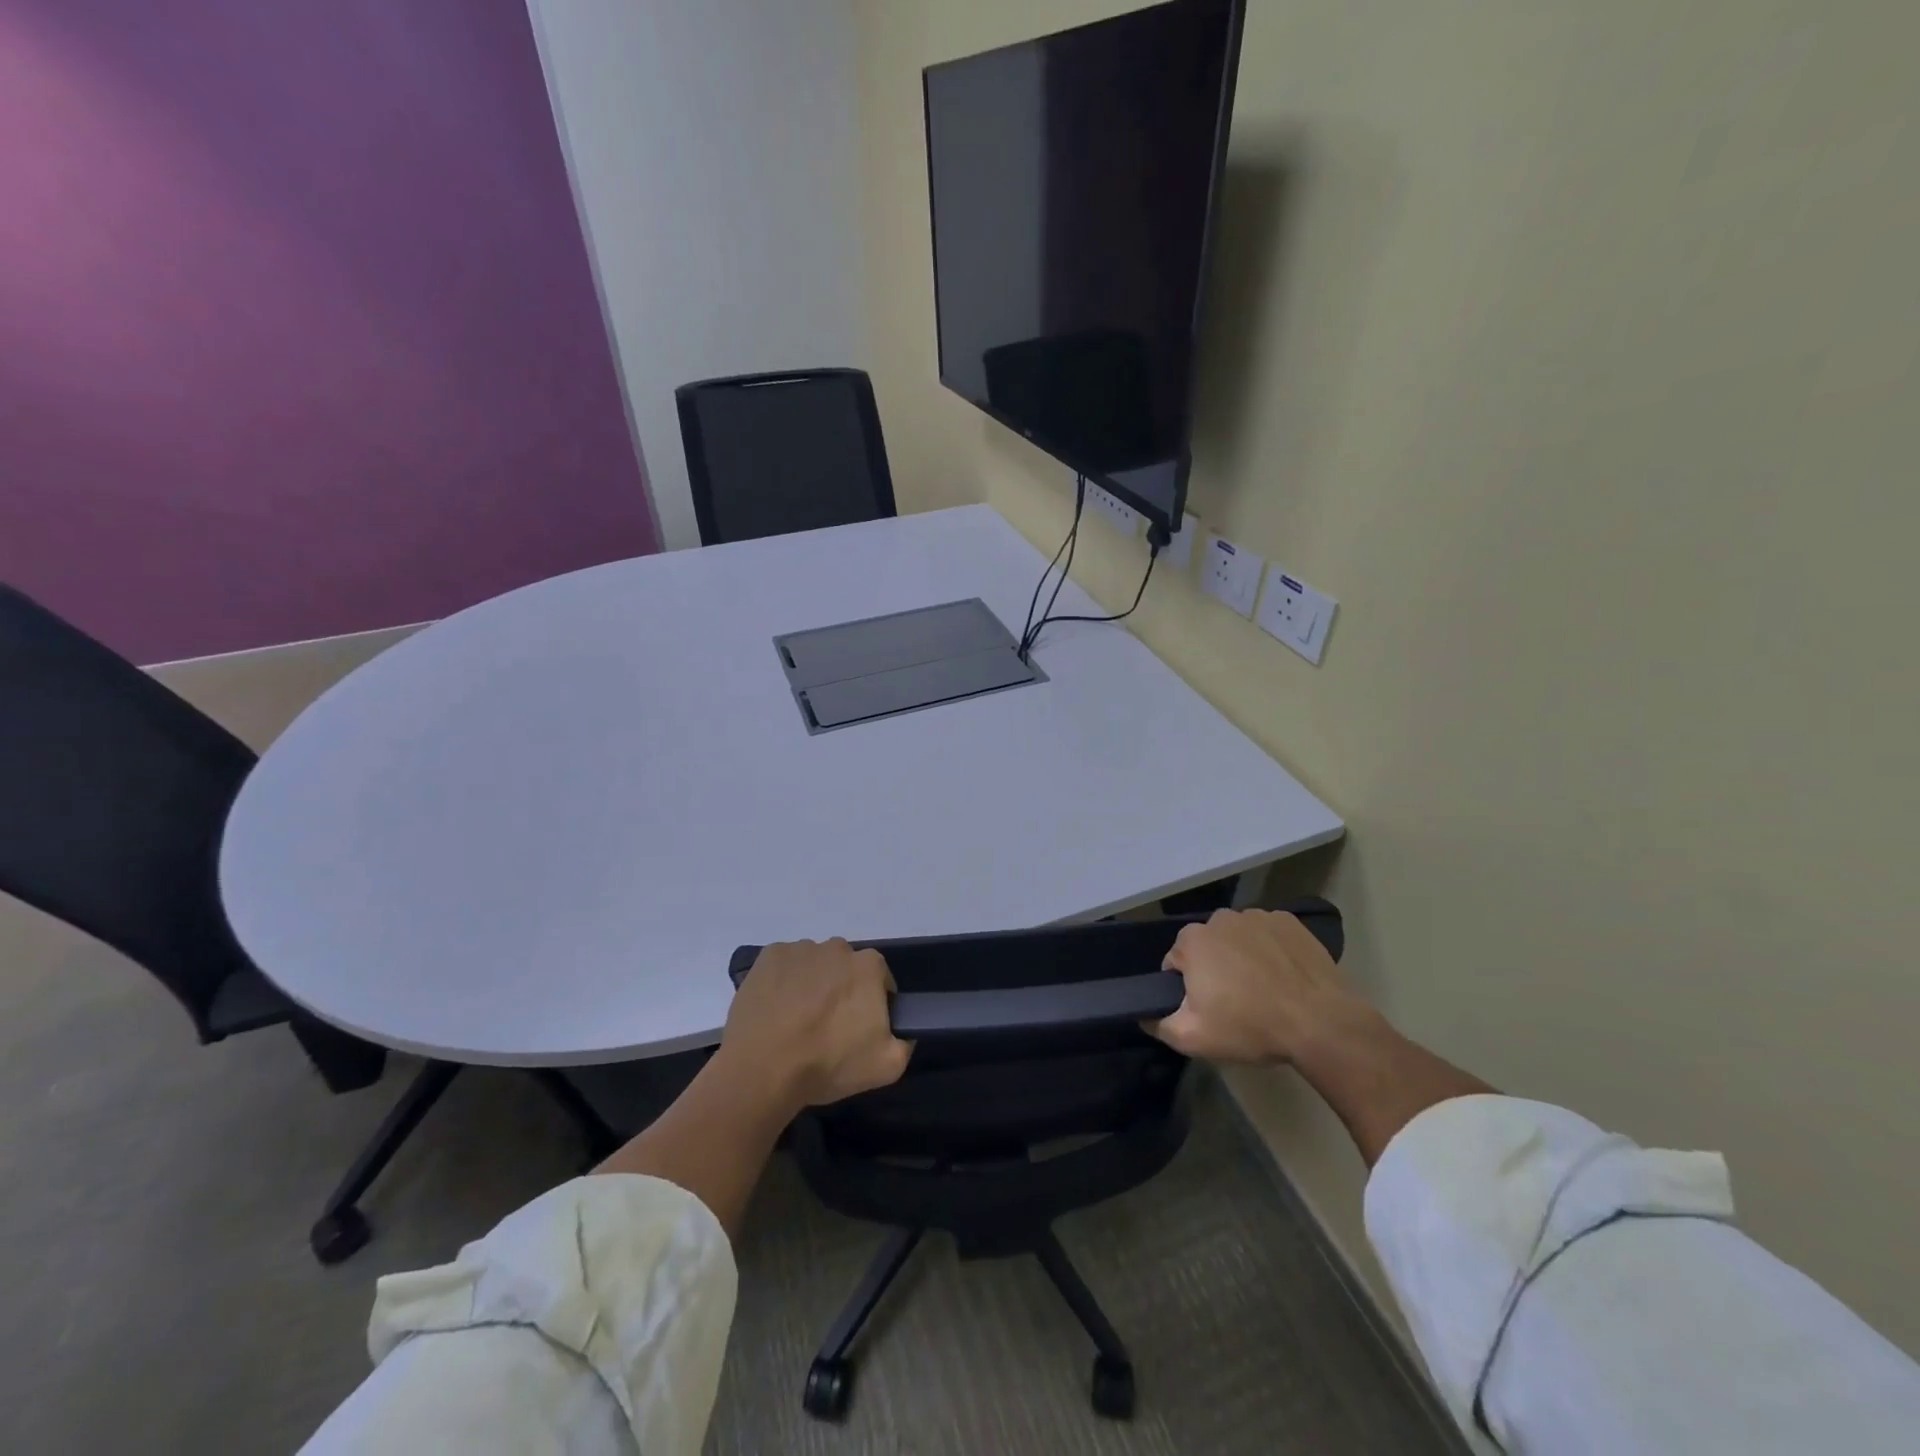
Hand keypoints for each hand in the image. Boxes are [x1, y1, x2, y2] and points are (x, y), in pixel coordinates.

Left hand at [720, 940, 912, 1109]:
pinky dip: (783, 981)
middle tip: (827, 1026)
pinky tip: (776, 1009)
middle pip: (845, 968)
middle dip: (842, 990)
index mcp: (869, 966)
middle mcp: (837, 947)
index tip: (859, 1028)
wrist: (763, 1069)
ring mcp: (800, 948)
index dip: (873, 1004)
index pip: (880, 979)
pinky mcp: (769, 956)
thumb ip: (905, 1042)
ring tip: (796, 1021)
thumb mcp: (887, 1066)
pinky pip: (784, 965)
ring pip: (814, 964)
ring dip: (812, 984)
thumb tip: (902, 1031)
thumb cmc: (828, 1063)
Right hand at [1147, 910, 1379, 1063]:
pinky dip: (1271, 951)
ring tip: (1264, 992)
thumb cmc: (1250, 1027)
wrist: (1321, 1023)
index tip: (1208, 1010)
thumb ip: (1158, 1024)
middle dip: (1214, 970)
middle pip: (1207, 947)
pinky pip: (1269, 935)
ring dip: (1242, 958)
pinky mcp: (1290, 922)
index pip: (1175, 963)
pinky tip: (1285, 977)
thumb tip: (1144, 1014)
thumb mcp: (1193, 1038)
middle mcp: (1220, 918)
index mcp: (1192, 940)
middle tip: (1235, 1004)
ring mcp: (1257, 916)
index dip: (1187, 989)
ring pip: (1238, 939)